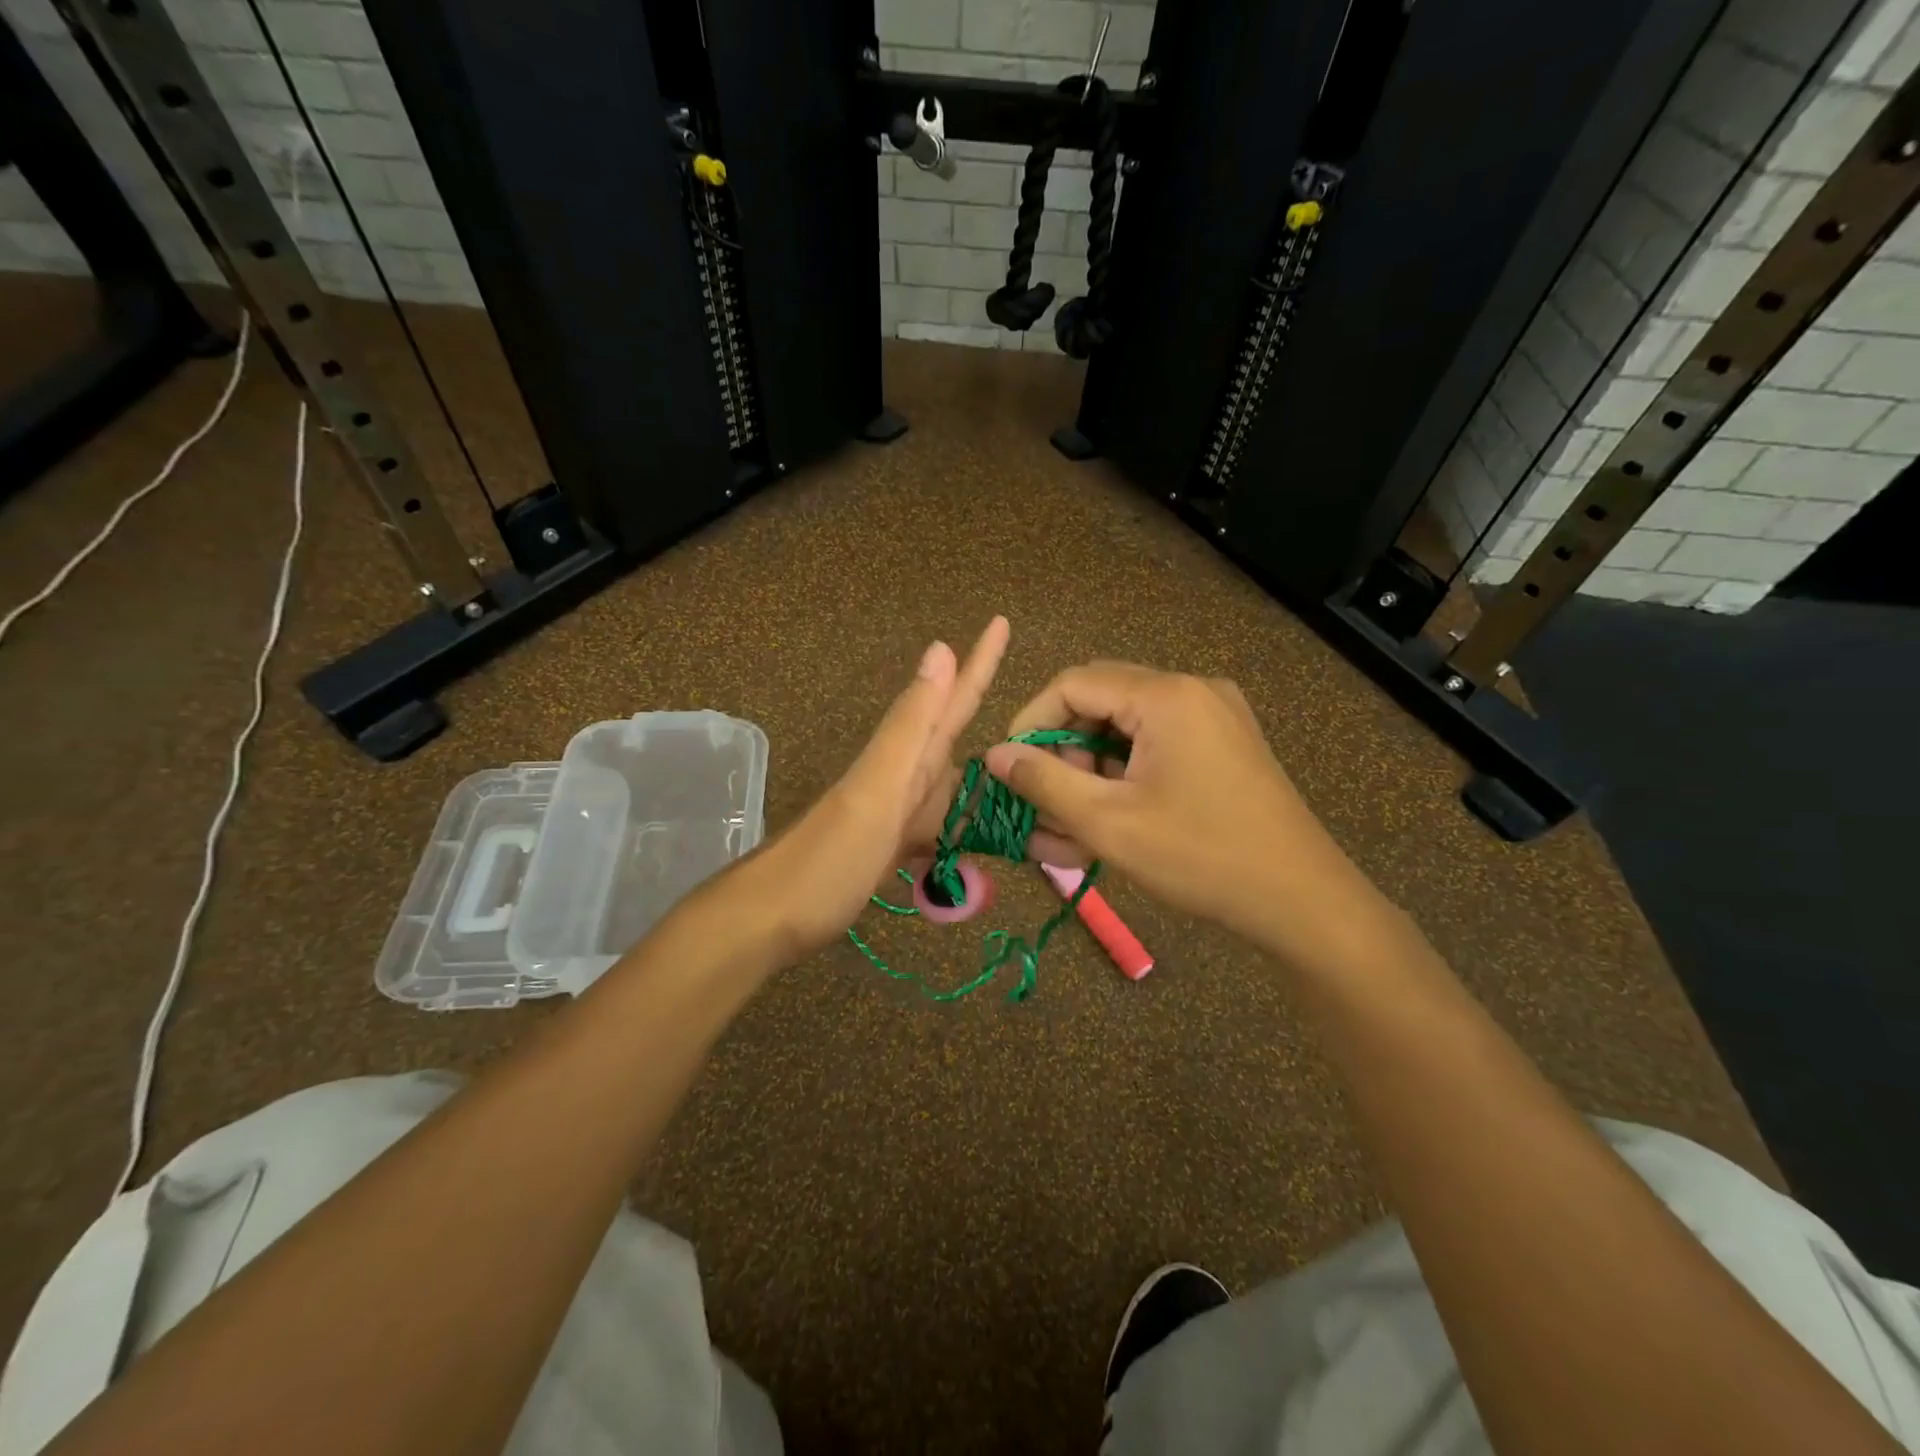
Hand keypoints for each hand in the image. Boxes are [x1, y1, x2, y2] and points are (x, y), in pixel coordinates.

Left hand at [741, 617, 1009, 960]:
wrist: (770, 917)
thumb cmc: (829, 858)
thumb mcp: (877, 788)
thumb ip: (910, 726)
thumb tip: (940, 649)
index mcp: (904, 758)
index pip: (950, 699)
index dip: (978, 662)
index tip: (1001, 620)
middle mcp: (901, 776)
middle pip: (949, 731)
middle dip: (981, 703)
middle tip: (1026, 686)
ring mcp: (893, 812)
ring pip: (947, 778)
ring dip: (981, 767)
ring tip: (1021, 761)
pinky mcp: (889, 846)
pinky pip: (936, 823)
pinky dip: (960, 822)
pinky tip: (977, 833)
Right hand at [983, 662, 1366, 947]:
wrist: (1302, 900)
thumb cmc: (1200, 856)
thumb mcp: (1108, 822)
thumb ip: (1044, 782)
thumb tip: (995, 756)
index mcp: (1166, 696)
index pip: (1074, 684)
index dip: (1032, 722)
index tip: (1010, 768)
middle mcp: (1192, 690)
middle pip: (1100, 702)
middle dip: (1062, 752)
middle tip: (1044, 802)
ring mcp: (1214, 716)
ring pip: (1126, 729)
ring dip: (1091, 772)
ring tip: (1069, 827)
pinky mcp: (1224, 744)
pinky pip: (1156, 747)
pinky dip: (1124, 778)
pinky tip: (1109, 821)